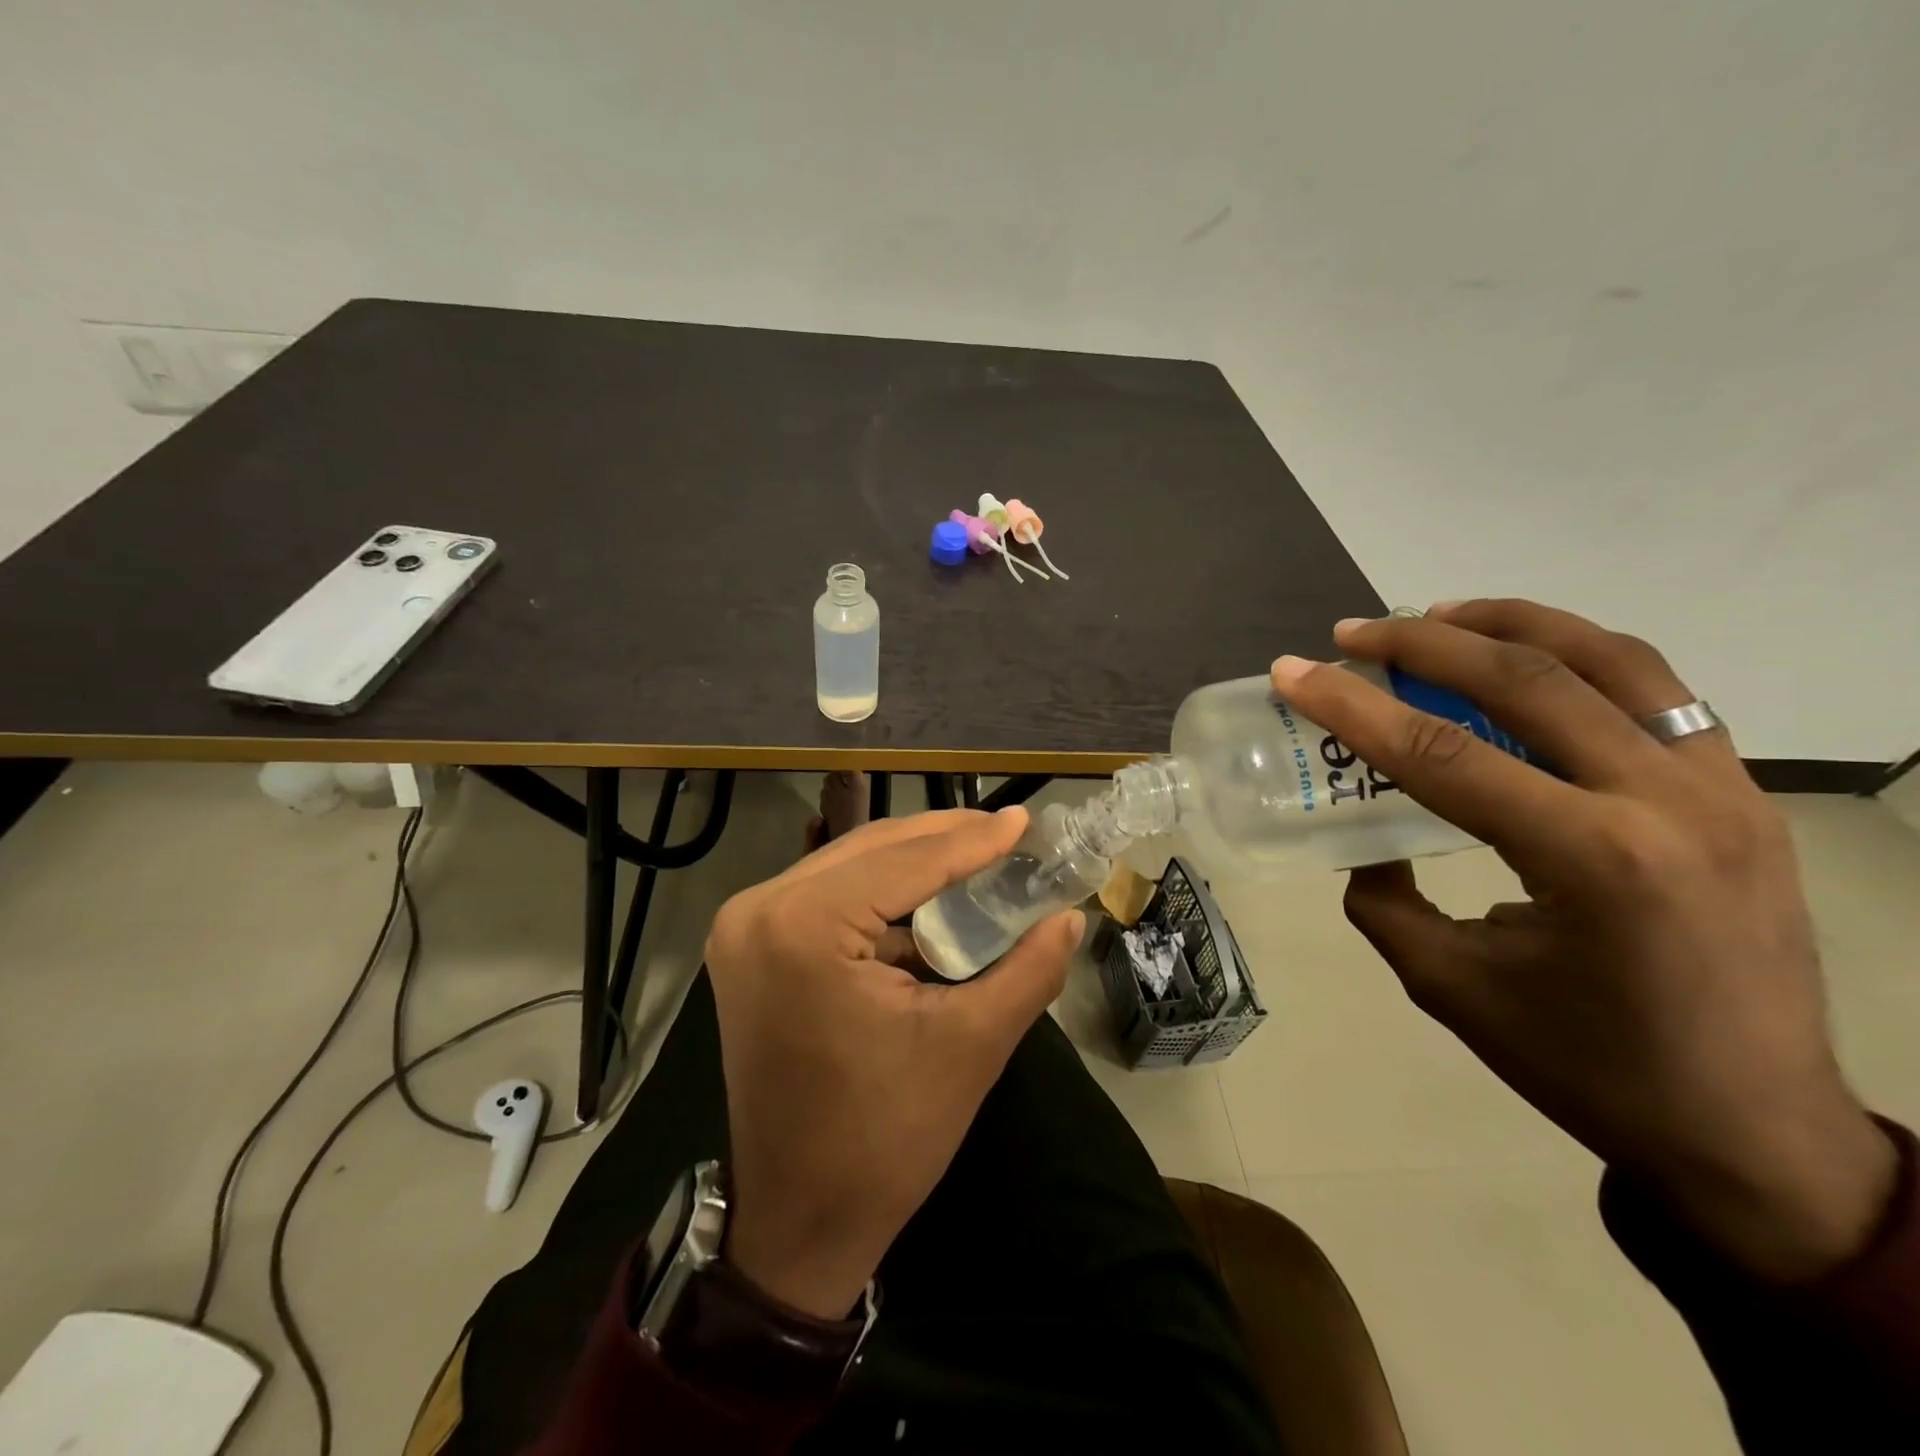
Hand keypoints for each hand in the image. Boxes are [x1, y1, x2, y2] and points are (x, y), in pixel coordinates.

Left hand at [704, 808, 1084, 1317]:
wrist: (799, 1221)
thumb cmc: (884, 1139)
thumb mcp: (970, 1046)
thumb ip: (1028, 970)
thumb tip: (1069, 916)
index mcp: (802, 926)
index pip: (906, 862)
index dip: (973, 840)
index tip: (1025, 820)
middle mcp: (759, 909)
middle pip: (870, 850)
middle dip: (942, 839)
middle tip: (1006, 831)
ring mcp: (744, 927)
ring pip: (848, 867)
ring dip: (912, 861)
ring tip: (978, 854)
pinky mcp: (748, 947)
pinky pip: (826, 896)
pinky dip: (879, 892)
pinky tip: (928, 896)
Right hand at [1272, 599, 1896, 1281]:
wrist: (1756, 1133)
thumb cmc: (1589, 1068)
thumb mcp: (1449, 986)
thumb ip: (1385, 900)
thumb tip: (1364, 844)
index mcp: (1592, 861)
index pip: (1441, 754)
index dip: (1351, 706)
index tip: (1292, 671)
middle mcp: (1668, 803)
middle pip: (1526, 680)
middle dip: (1422, 642)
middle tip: (1352, 634)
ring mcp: (1724, 788)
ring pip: (1609, 659)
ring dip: (1509, 623)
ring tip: (1437, 615)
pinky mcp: (1745, 793)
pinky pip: (1656, 691)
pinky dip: (1577, 656)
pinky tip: (1525, 663)